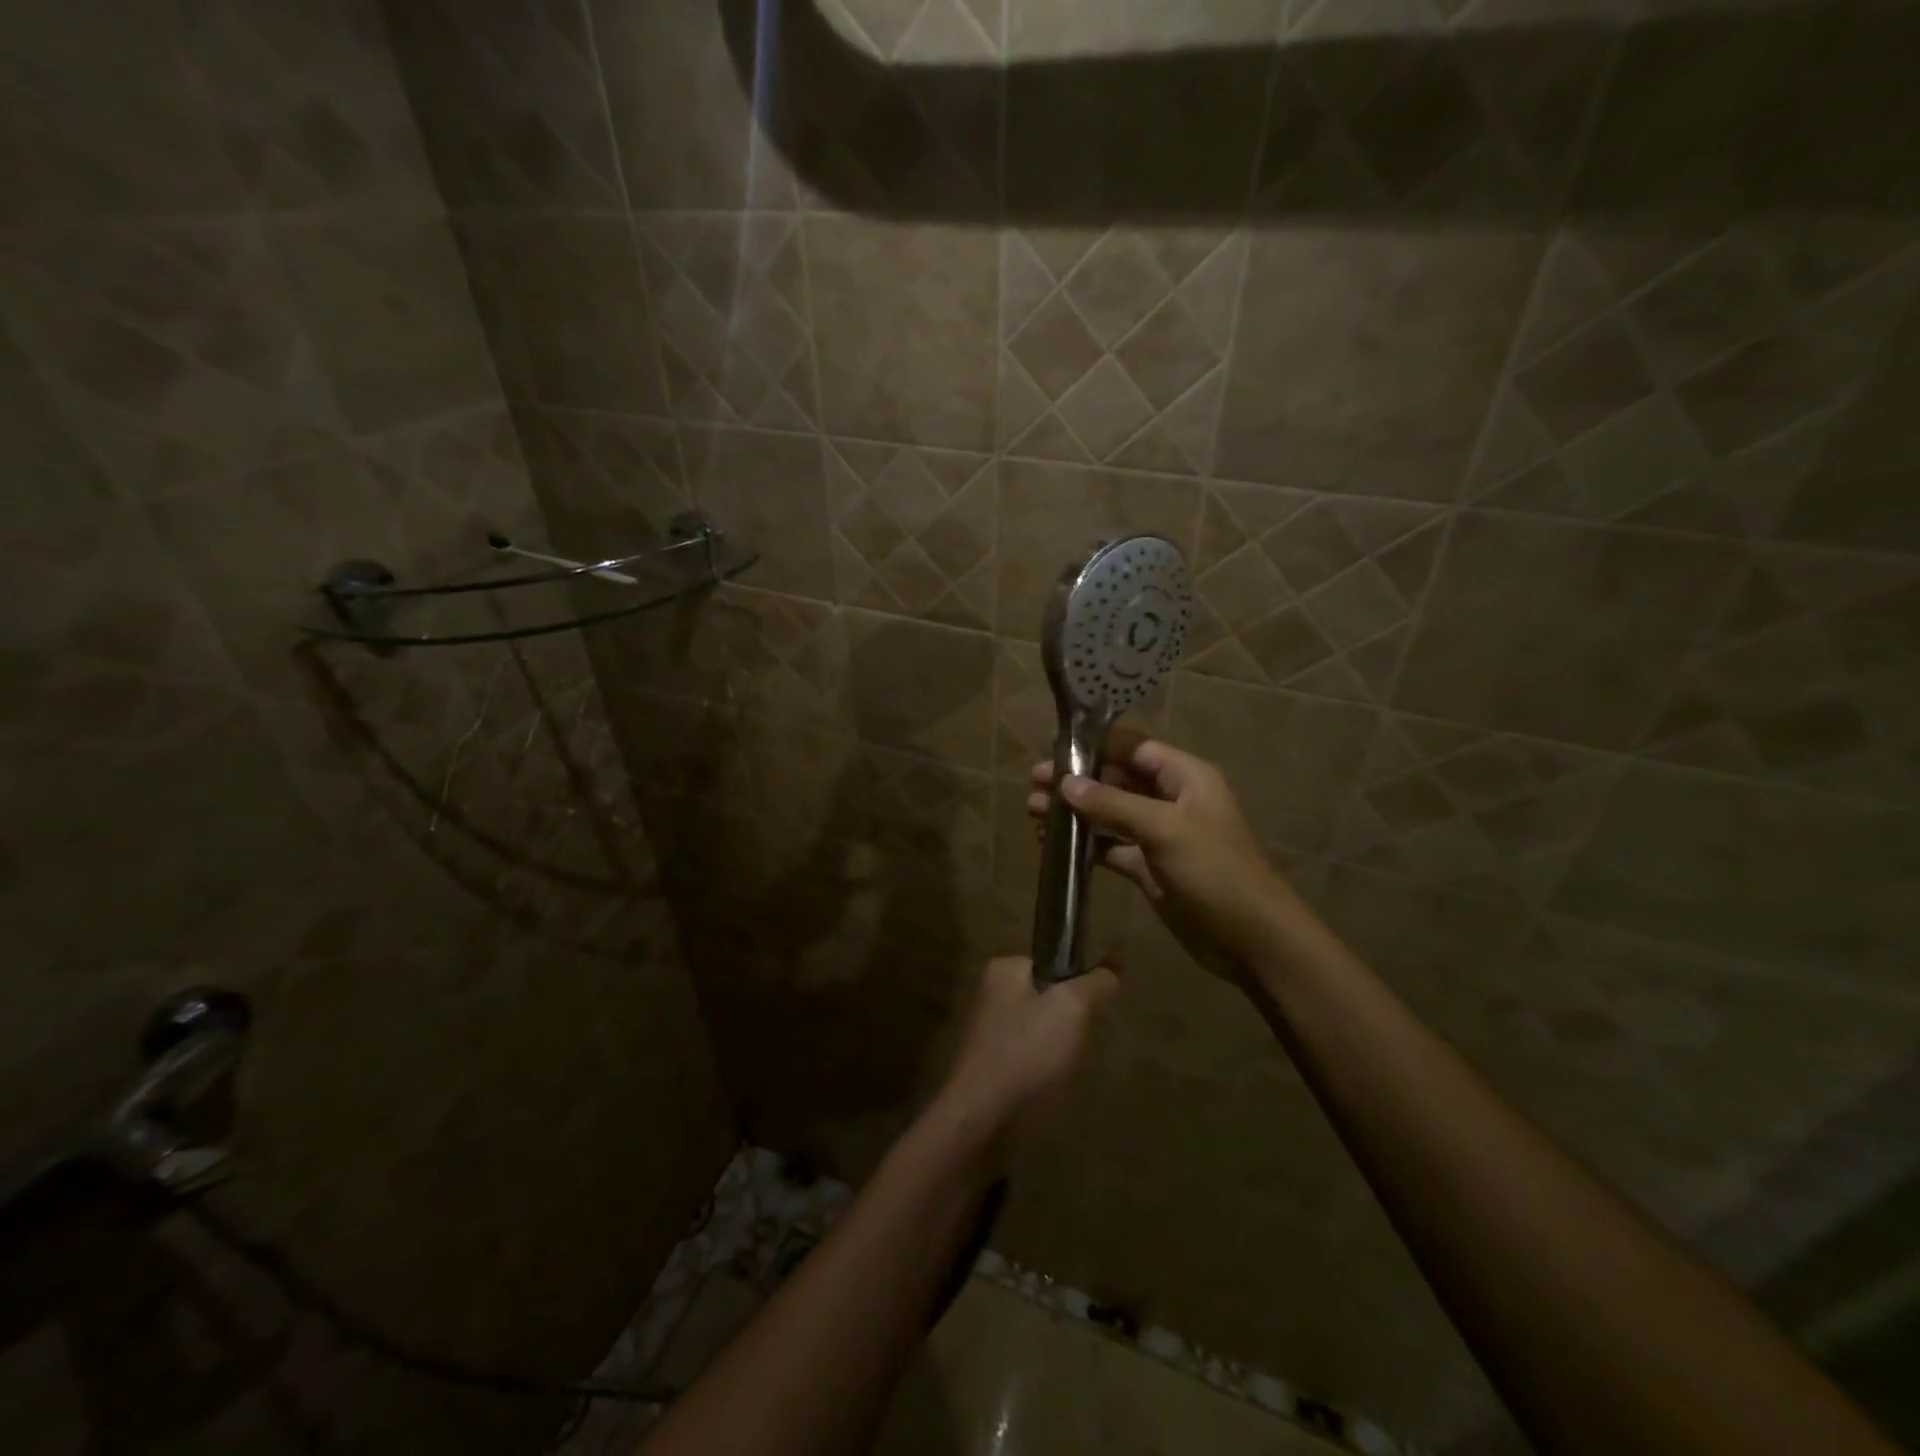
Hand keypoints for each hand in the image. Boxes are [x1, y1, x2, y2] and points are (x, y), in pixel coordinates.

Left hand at [936, 956, 1116, 1142]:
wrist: (982, 1115)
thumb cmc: (1026, 1051)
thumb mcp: (1071, 1008)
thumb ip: (1094, 984)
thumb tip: (1112, 968)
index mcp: (1002, 969)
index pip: (1051, 964)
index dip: (1075, 987)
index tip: (1086, 1013)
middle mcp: (989, 993)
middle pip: (1046, 998)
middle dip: (1066, 1022)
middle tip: (1073, 1044)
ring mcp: (986, 1029)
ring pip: (1039, 1030)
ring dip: (1055, 1048)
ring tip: (1060, 1068)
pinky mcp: (988, 1063)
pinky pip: (1026, 1056)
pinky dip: (1040, 1069)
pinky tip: (1045, 1085)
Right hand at [1026, 738, 1315, 985]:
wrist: (1250, 939)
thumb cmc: (1214, 872)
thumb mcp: (1164, 829)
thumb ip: (1113, 804)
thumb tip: (1065, 784)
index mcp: (1184, 776)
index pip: (1132, 747)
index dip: (1094, 746)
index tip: (1052, 751)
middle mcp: (1170, 799)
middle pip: (1116, 778)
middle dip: (1076, 780)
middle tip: (1032, 784)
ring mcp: (1159, 834)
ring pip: (1109, 813)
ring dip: (1075, 812)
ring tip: (1033, 813)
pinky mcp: (1149, 866)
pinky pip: (1111, 846)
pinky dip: (1085, 844)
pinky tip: (1054, 845)